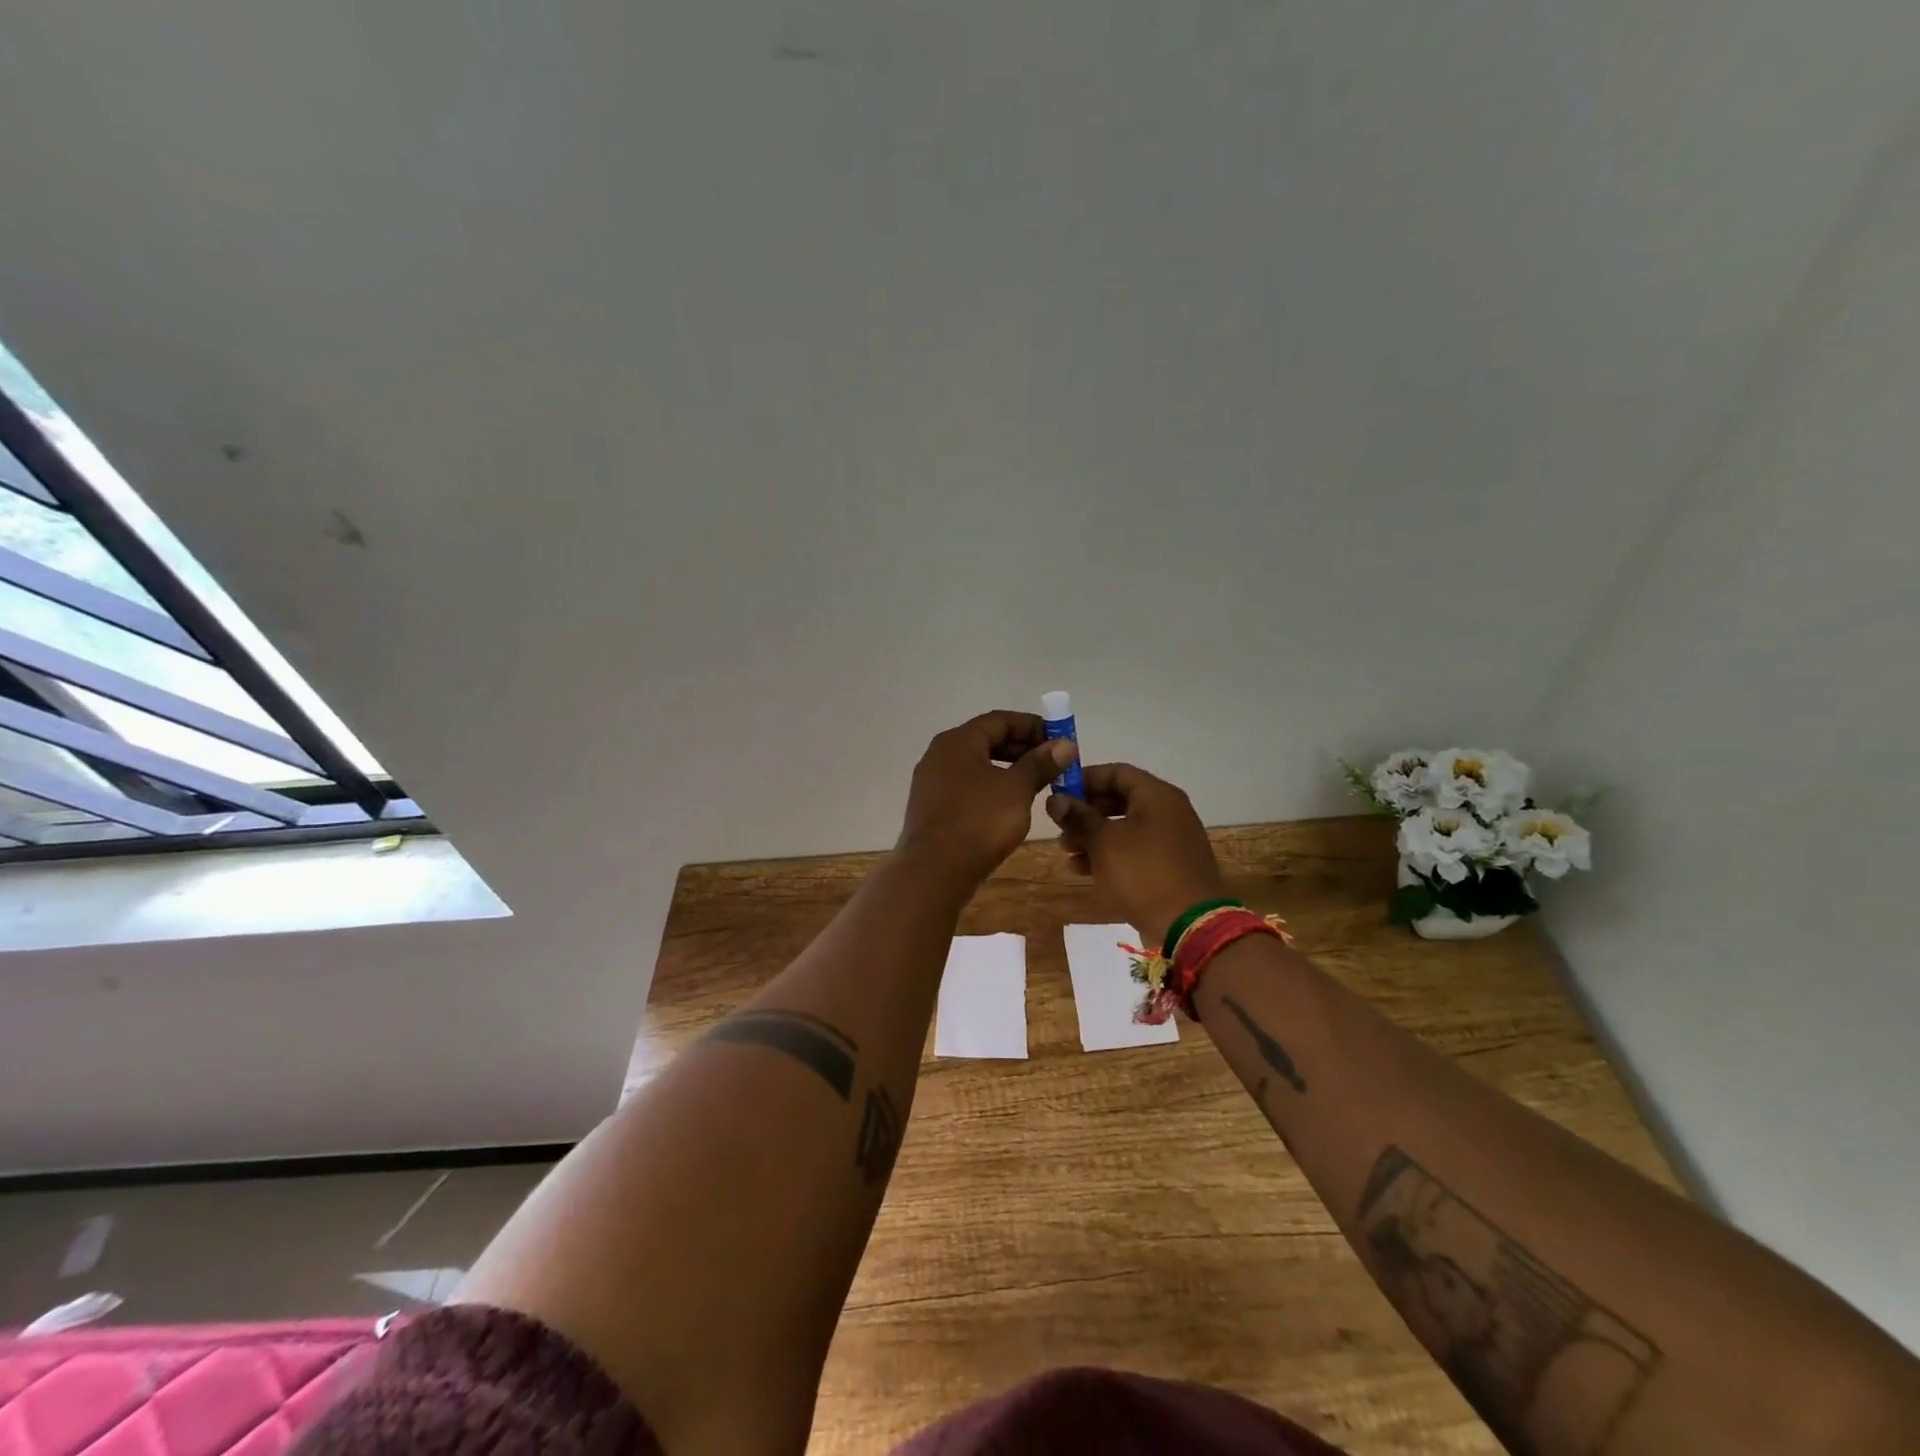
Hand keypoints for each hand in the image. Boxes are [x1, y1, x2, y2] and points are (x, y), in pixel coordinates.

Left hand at [898, 711, 1077, 883]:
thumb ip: (1040, 764)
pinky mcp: (932, 807)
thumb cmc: (978, 821)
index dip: (1032, 726)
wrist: (934, 870)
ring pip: (977, 765)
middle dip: (1022, 748)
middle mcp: (940, 754)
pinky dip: (991, 787)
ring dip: (1008, 769)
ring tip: (1036, 784)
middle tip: (1052, 763)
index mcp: (958, 741)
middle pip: (986, 740)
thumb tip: (1065, 745)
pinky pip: (967, 786)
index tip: (1059, 740)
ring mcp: (932, 782)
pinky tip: (1010, 805)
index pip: (999, 720)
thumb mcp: (1017, 789)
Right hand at [1047, 763, 1228, 946]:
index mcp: (1157, 796)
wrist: (1189, 926)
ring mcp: (1170, 841)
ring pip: (1123, 828)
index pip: (1116, 772)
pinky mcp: (1168, 867)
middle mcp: (1167, 812)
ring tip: (1066, 853)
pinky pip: (1133, 852)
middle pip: (1119, 800)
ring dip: (1093, 837)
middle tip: (1060, 827)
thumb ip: (1078, 817)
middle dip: (1085, 813)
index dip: (1085, 780)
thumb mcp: (1104, 842)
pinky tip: (1083, 871)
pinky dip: (1109, 856)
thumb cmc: (1143, 873)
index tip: (1058, 793)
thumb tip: (1056, 799)